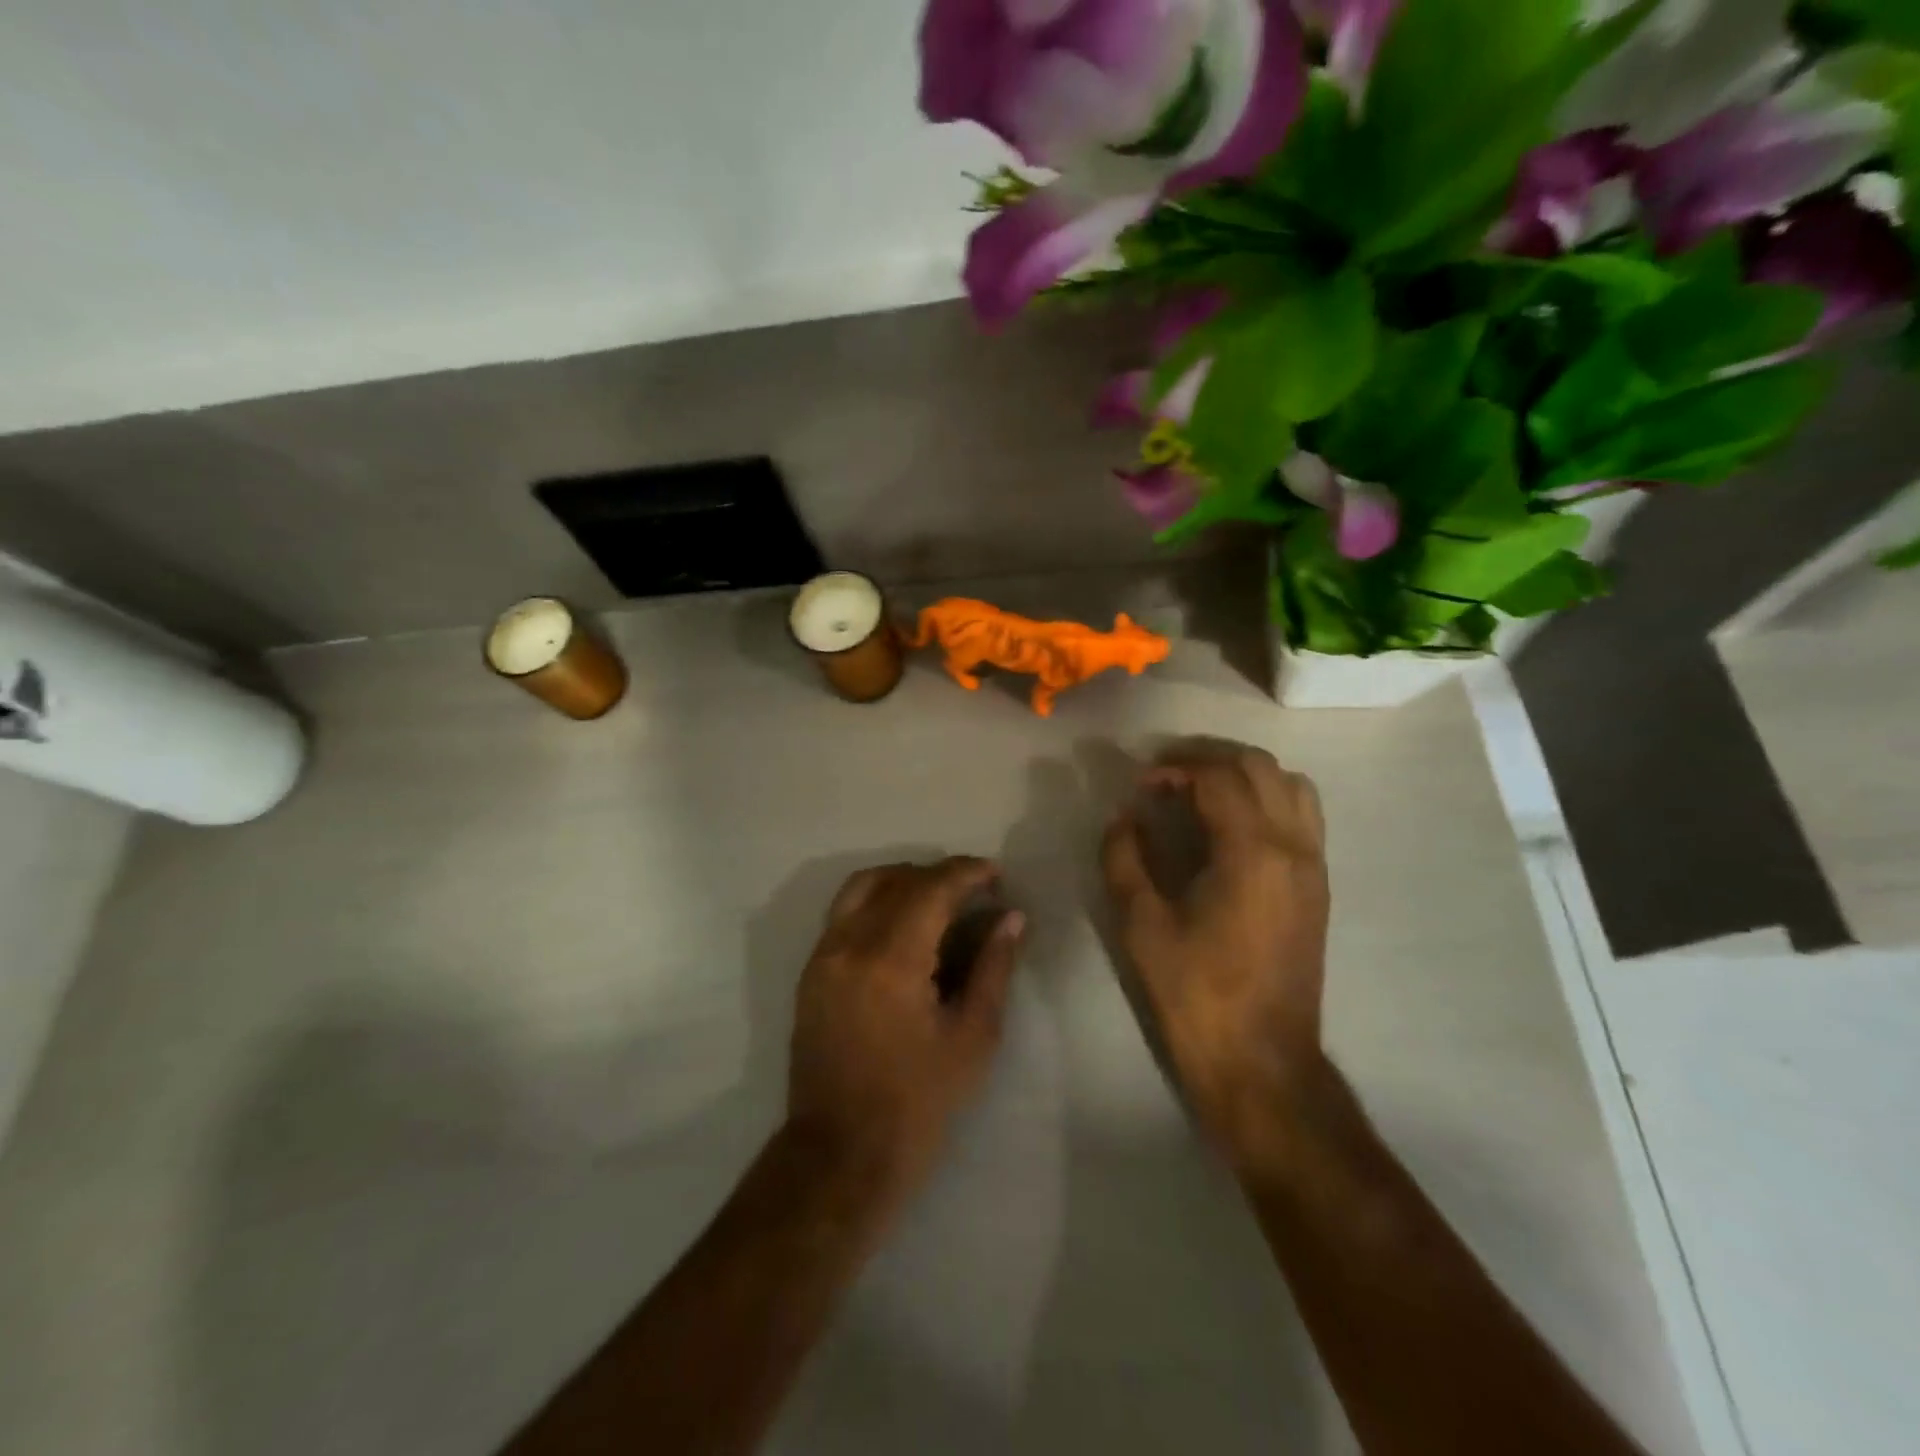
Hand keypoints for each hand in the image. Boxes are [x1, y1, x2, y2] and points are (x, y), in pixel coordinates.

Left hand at [785, 858, 1025, 1199]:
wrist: (840, 1154)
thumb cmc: (918, 1103)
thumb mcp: (973, 1038)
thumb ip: (993, 968)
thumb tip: (1011, 918)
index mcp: (890, 960)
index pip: (931, 888)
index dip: (967, 873)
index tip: (996, 875)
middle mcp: (849, 944)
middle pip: (896, 880)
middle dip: (940, 875)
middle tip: (975, 890)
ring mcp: (823, 955)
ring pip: (862, 886)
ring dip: (904, 880)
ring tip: (938, 898)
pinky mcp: (811, 971)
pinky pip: (844, 912)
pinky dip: (877, 900)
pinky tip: (904, 924)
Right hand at [1102, 742, 1329, 1156]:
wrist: (1262, 1061)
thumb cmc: (1196, 994)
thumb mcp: (1142, 925)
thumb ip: (1125, 858)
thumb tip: (1124, 816)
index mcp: (1252, 853)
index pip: (1218, 777)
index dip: (1174, 769)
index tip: (1141, 785)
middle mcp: (1293, 847)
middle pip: (1260, 766)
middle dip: (1209, 758)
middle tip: (1167, 774)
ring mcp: (1313, 866)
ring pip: (1291, 785)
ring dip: (1244, 774)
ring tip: (1201, 790)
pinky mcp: (1318, 886)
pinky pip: (1303, 815)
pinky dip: (1267, 798)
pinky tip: (1232, 824)